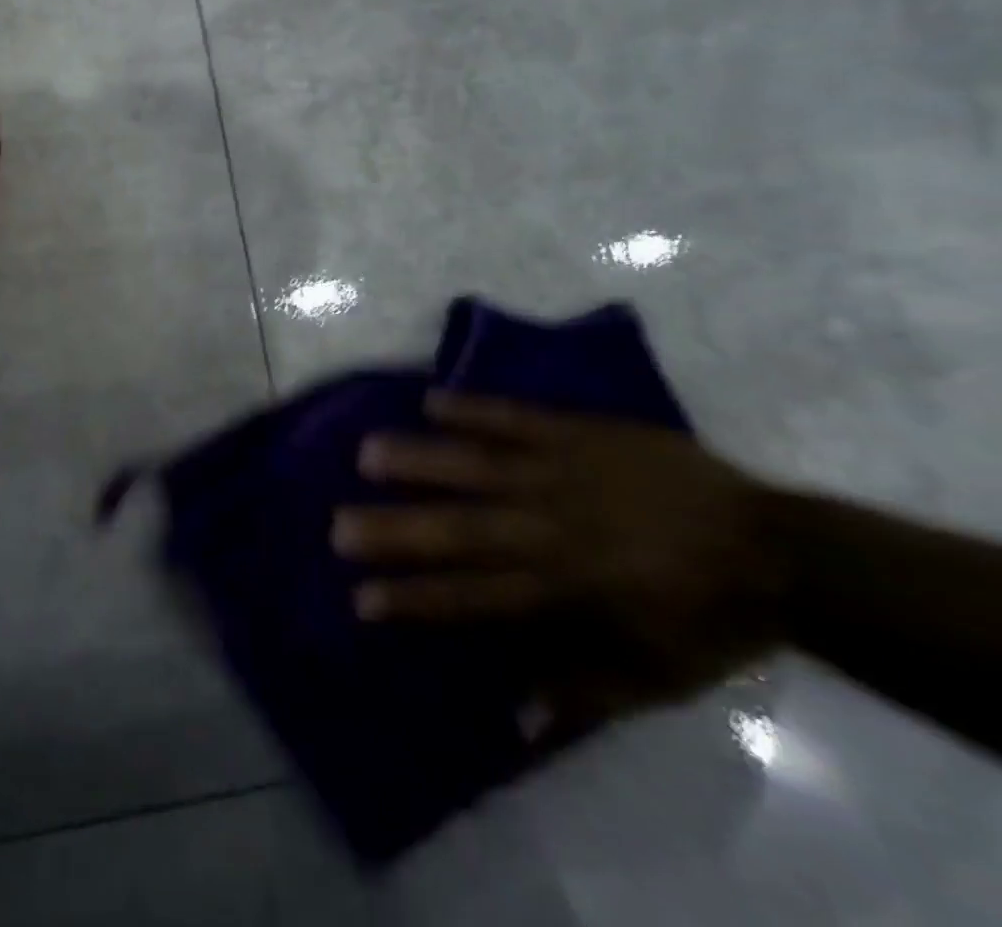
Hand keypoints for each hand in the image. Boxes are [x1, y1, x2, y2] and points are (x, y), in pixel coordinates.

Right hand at [331, 392, 785, 724]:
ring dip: (420, 460)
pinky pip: (517, 418)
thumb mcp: (655, 679)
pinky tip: (427, 399)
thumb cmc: (706, 619)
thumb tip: (509, 717)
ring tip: (365, 452)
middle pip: (460, 530)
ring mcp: (561, 475)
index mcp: (565, 590)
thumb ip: (580, 693)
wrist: (779, 549)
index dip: (415, 598)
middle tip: (337, 525)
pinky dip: (473, 409)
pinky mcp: (579, 435)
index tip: (361, 597)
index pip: (472, 596)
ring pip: (477, 467)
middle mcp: (549, 530)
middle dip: (395, 529)